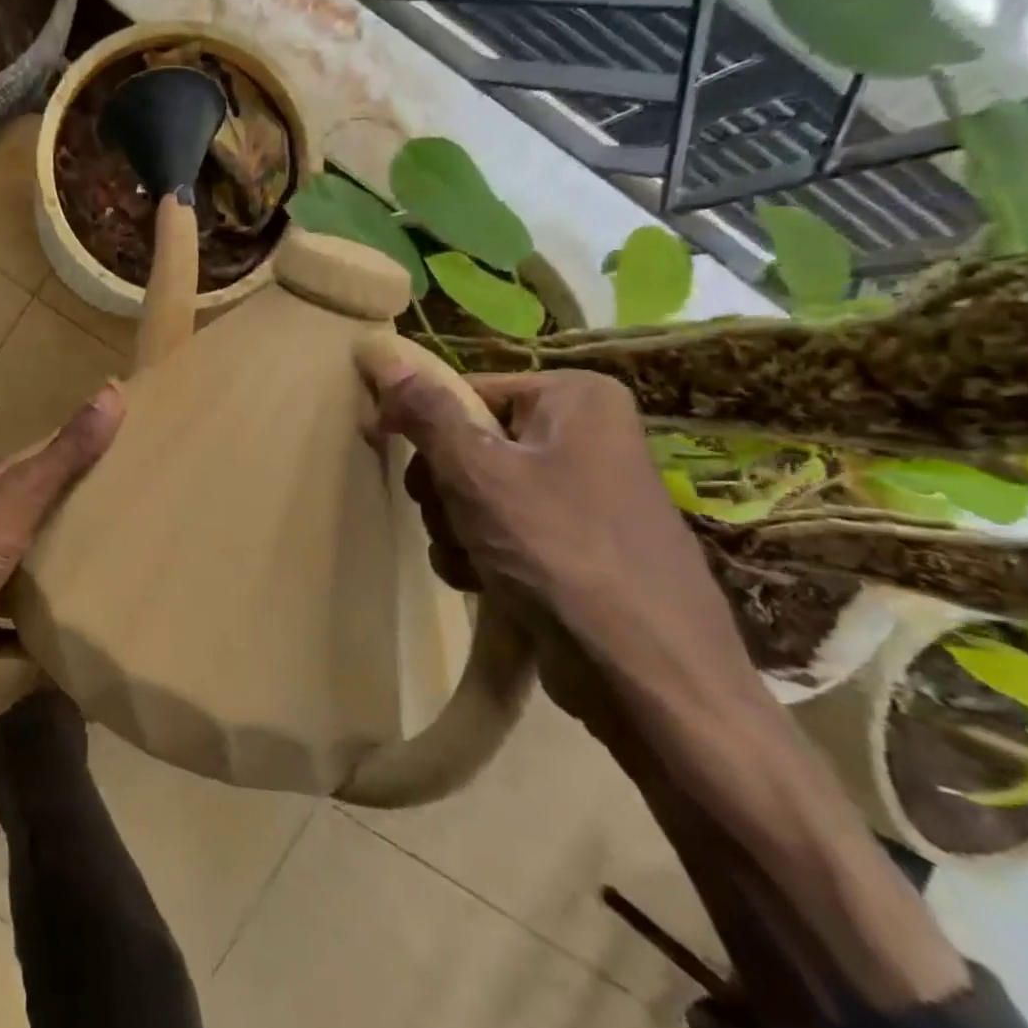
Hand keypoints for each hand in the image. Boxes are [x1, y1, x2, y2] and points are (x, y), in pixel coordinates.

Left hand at [0, 384, 124, 750]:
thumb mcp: (20, 498)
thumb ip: (64, 455)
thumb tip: (111, 392)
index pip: (21, 466)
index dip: (58, 455)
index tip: (105, 453)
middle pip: (20, 517)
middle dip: (60, 513)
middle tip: (117, 510)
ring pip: (16, 569)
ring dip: (48, 568)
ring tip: (104, 565)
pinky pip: (13, 625)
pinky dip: (37, 626)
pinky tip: (72, 626)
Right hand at [360, 360, 761, 719]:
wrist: (647, 676)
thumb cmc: (561, 554)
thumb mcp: (479, 473)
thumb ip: (426, 412)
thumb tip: (380, 350)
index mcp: (573, 399)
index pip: (462, 392)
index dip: (420, 425)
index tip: (386, 453)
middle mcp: (581, 436)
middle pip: (464, 443)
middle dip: (442, 489)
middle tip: (453, 518)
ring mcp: (578, 493)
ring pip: (472, 492)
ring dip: (454, 527)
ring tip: (473, 560)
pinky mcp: (571, 544)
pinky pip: (497, 529)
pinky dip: (478, 554)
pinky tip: (487, 582)